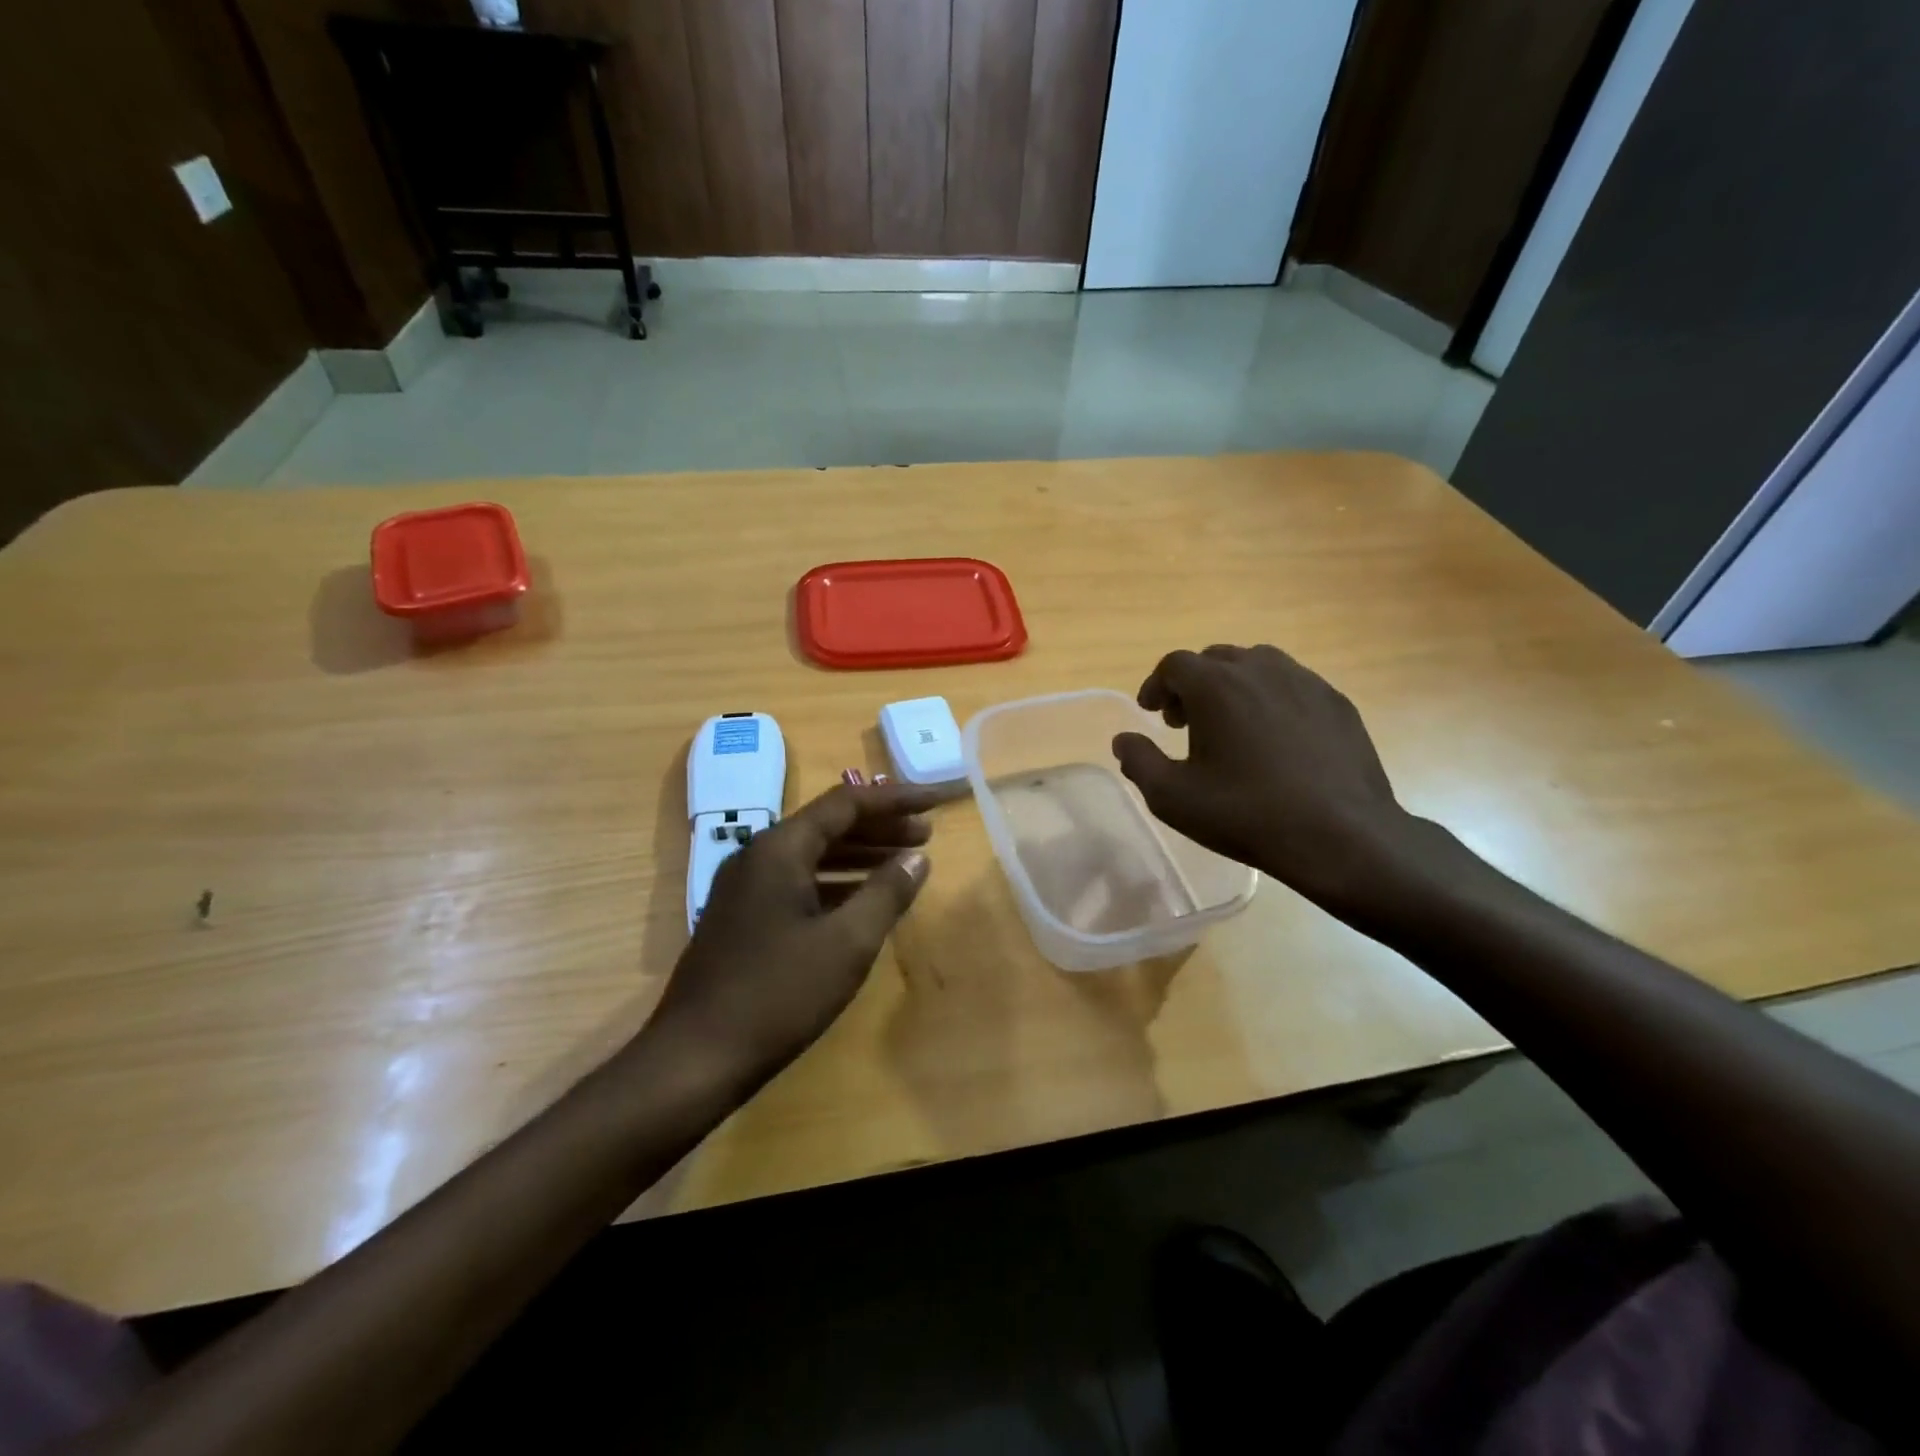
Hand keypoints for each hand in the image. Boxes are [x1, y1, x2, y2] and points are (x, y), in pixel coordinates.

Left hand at [638, 782, 946, 1091]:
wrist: (694, 1058)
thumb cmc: (777, 995)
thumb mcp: (846, 943)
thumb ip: (886, 893)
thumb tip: (916, 858)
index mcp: (780, 849)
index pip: (846, 803)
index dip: (896, 799)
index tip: (935, 804)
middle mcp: (758, 856)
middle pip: (828, 825)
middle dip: (880, 827)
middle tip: (926, 836)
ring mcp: (745, 888)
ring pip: (812, 855)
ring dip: (859, 855)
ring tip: (903, 864)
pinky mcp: (742, 918)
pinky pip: (798, 882)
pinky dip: (836, 884)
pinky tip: (862, 902)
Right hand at [1112, 645, 1420, 913]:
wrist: (1340, 835)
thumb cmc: (1245, 814)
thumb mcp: (1172, 797)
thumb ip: (1139, 761)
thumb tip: (1123, 740)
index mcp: (1215, 686)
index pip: (1174, 665)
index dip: (1156, 685)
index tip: (1151, 712)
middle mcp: (1259, 669)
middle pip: (1215, 659)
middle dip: (1193, 685)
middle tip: (1186, 722)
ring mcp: (1304, 682)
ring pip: (1257, 665)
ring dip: (1234, 686)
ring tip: (1231, 725)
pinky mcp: (1335, 702)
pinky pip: (1292, 686)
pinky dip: (1271, 700)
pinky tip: (1275, 739)